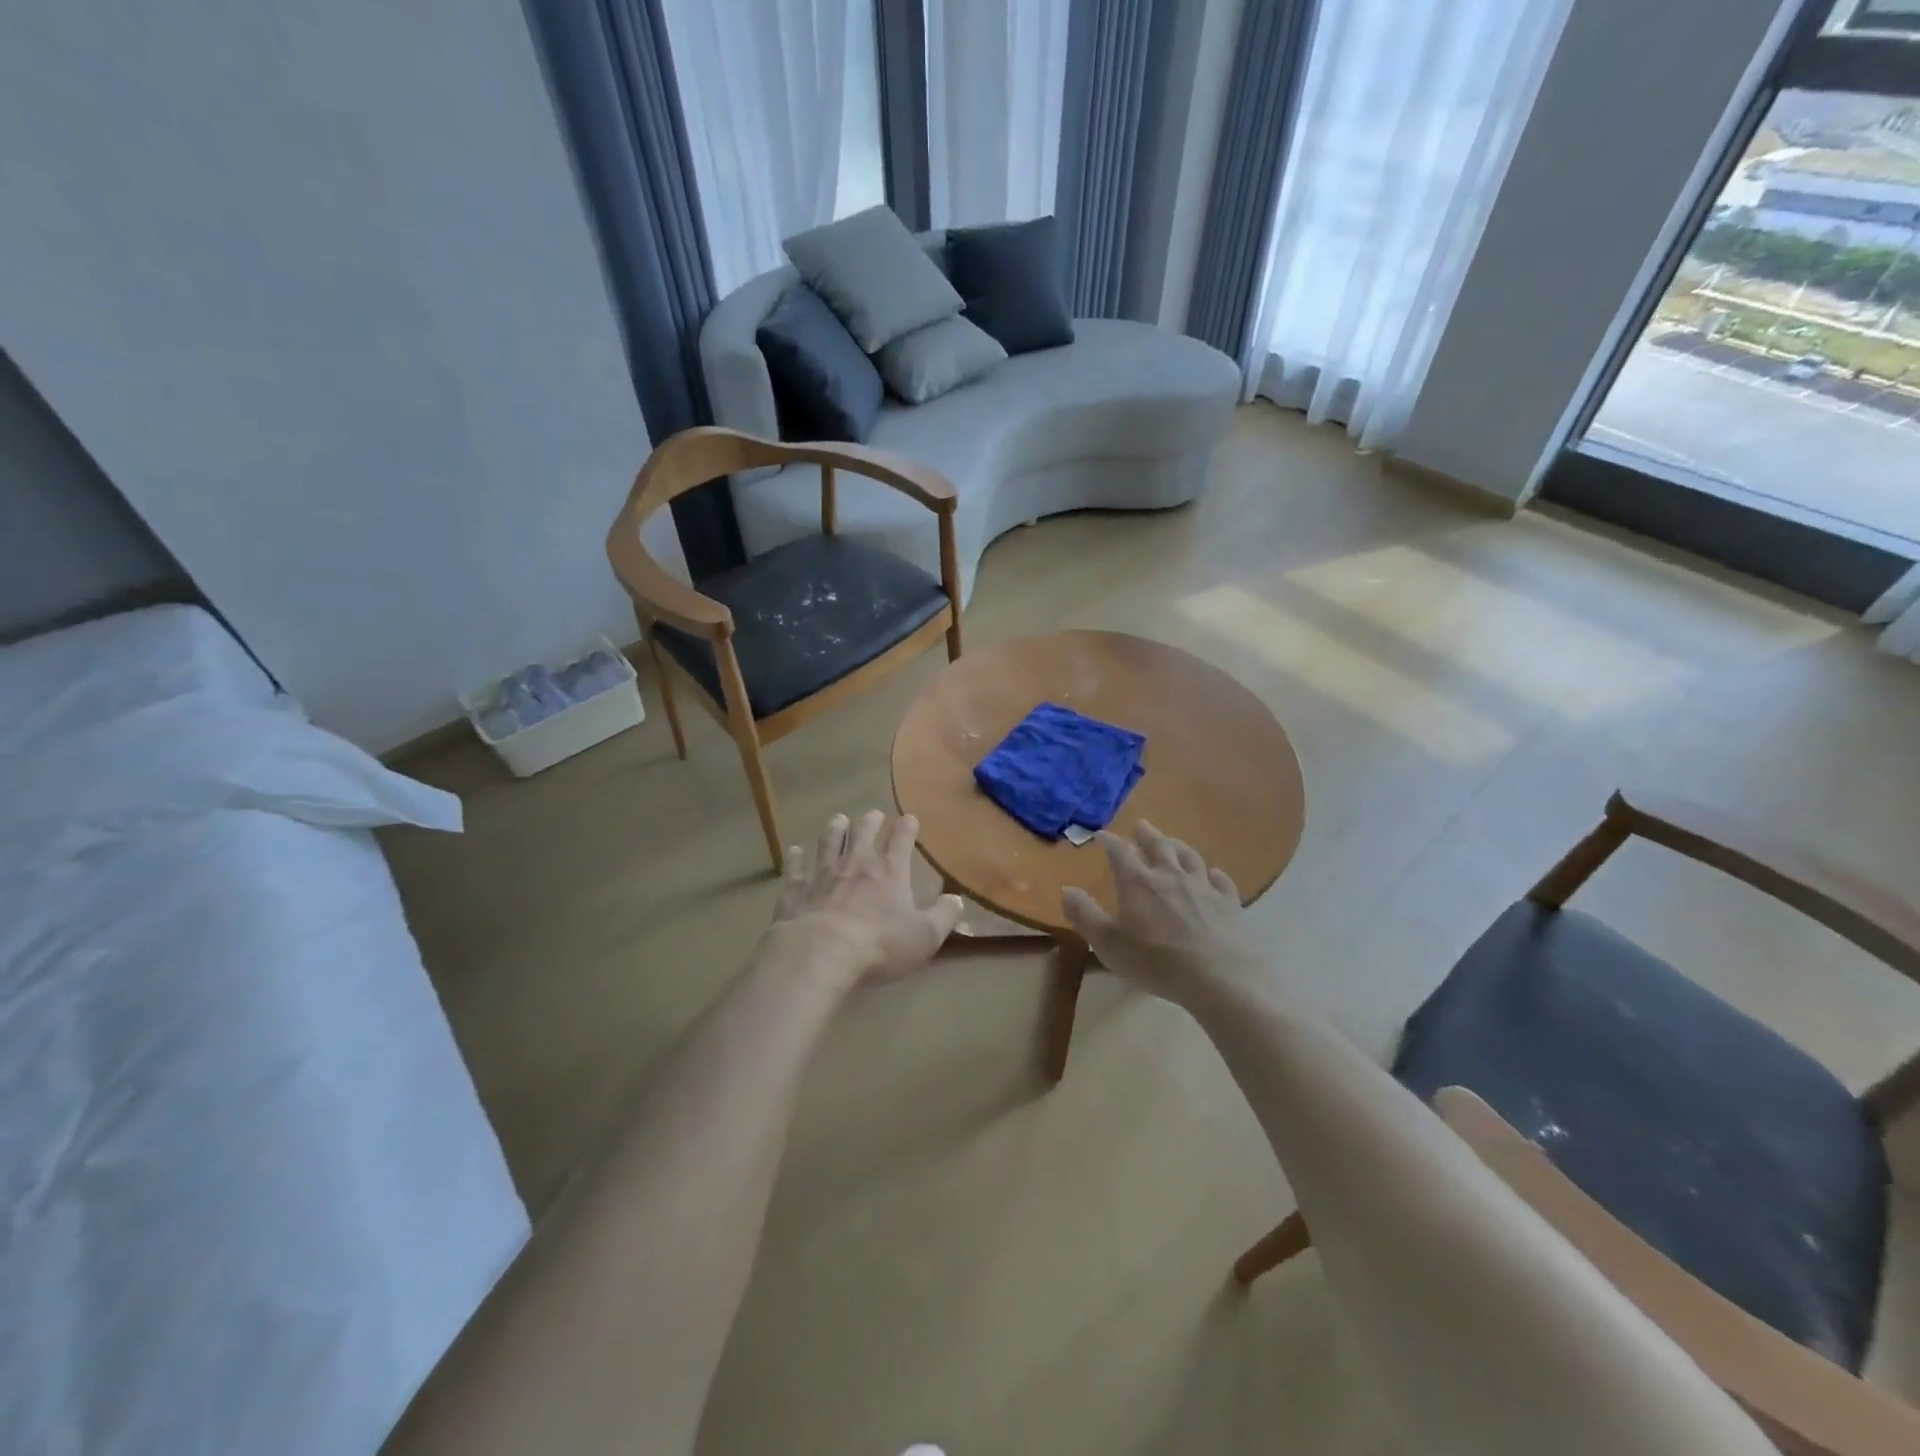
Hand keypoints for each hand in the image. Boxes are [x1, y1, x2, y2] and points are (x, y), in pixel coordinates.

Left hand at [767, 811, 963, 987]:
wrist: (820, 953)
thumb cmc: (879, 945)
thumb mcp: (924, 936)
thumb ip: (944, 916)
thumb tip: (957, 899)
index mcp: (889, 873)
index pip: (901, 841)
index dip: (906, 828)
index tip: (909, 818)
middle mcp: (856, 865)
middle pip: (863, 833)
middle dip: (870, 821)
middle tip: (873, 814)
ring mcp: (823, 875)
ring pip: (829, 842)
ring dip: (835, 829)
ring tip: (838, 819)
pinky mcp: (796, 891)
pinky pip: (795, 869)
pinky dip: (795, 859)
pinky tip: (794, 851)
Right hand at [1061, 822, 1266, 1003]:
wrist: (1219, 977)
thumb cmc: (1156, 962)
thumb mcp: (1109, 944)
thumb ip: (1085, 916)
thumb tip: (1066, 889)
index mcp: (1137, 882)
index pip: (1119, 852)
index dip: (1109, 841)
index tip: (1100, 834)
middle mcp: (1169, 875)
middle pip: (1158, 845)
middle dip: (1146, 834)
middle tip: (1140, 825)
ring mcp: (1202, 887)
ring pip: (1189, 857)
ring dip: (1178, 846)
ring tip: (1172, 842)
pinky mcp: (1228, 902)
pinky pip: (1220, 881)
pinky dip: (1214, 874)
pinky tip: (1213, 875)